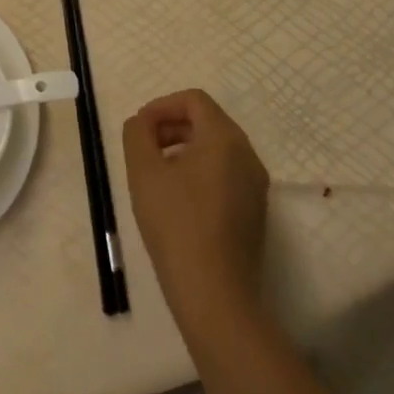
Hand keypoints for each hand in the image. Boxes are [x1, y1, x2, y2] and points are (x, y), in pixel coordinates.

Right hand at [123, 89, 268, 335]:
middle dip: (171, 126)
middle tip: (143, 148)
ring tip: (156, 174)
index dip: (161, 106)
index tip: (139, 128)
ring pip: (216, 148)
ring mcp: (256, 185)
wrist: (215, 294)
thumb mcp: (143, 170)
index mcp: (225, 138)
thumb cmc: (176, 223)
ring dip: (183, 148)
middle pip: (207, 121)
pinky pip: (225, 173)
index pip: (193, 100)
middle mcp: (248, 155)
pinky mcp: (255, 211)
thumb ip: (137, 133)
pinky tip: (176, 199)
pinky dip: (199, 171)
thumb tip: (143, 123)